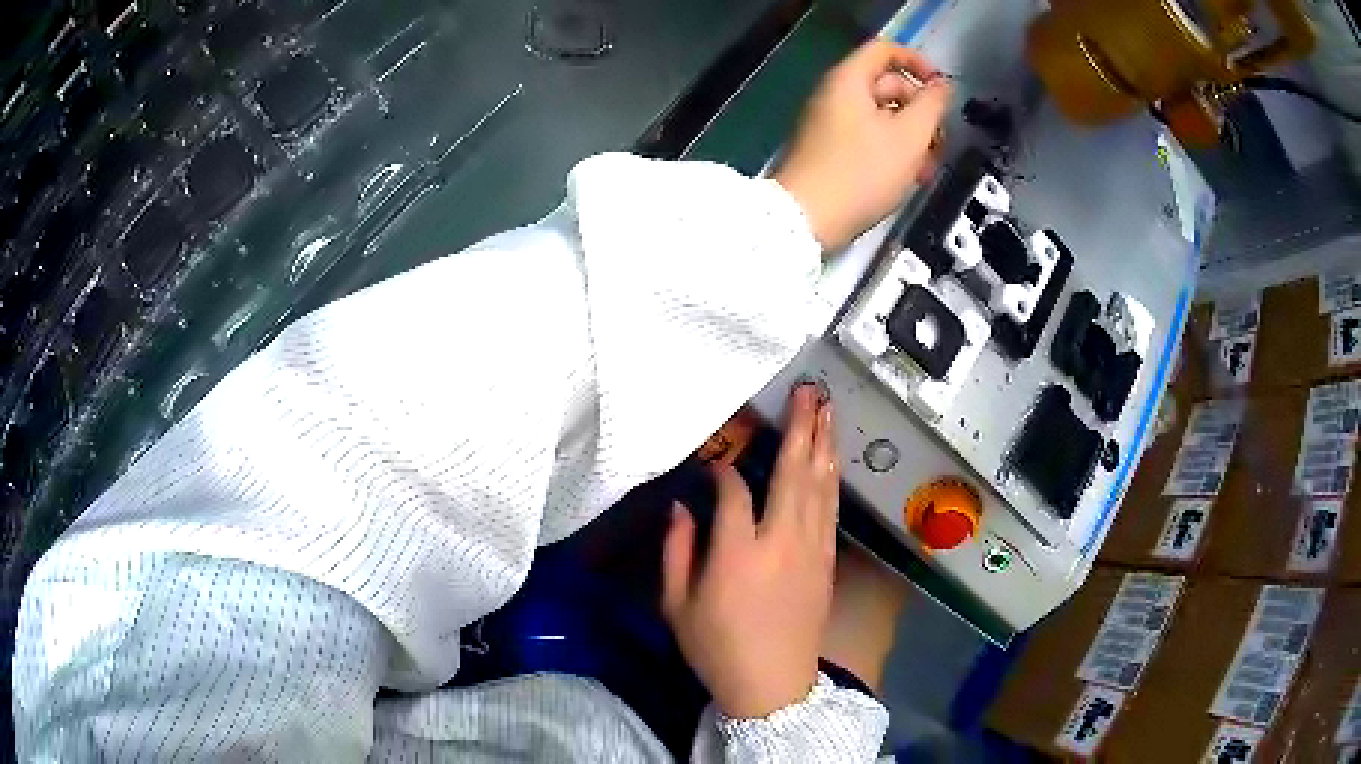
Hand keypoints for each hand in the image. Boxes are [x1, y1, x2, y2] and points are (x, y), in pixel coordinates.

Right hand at [662, 385, 839, 718]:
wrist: (772, 686)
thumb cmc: (717, 648)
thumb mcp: (676, 605)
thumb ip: (676, 551)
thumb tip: (681, 507)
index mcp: (738, 553)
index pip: (734, 492)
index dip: (722, 470)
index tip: (713, 463)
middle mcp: (781, 542)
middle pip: (794, 473)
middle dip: (801, 427)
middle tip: (809, 391)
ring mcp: (811, 550)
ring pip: (819, 486)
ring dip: (823, 444)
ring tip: (825, 410)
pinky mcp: (826, 561)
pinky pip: (829, 509)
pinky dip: (830, 479)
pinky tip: (830, 460)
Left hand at [774, 39, 951, 250]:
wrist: (807, 218)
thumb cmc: (862, 172)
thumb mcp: (909, 136)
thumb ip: (932, 105)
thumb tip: (942, 84)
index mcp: (849, 79)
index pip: (885, 49)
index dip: (919, 62)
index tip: (943, 89)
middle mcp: (835, 94)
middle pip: (888, 85)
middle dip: (921, 110)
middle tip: (940, 142)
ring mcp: (830, 122)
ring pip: (882, 116)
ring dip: (911, 136)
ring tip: (928, 169)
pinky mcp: (830, 149)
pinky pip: (868, 137)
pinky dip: (892, 150)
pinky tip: (909, 178)